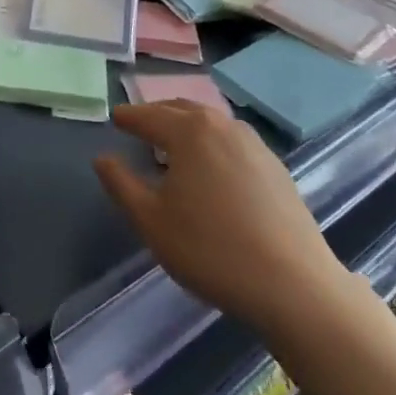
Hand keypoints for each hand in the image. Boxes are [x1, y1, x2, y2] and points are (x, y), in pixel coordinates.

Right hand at [94, 102, 359, 340]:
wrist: (292, 284)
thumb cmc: (210, 249)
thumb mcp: (151, 220)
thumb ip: (121, 184)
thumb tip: (103, 158)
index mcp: (189, 131)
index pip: (149, 116)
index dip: (129, 117)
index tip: (115, 118)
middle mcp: (222, 126)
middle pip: (182, 109)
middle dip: (157, 114)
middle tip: (140, 125)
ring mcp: (254, 144)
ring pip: (211, 123)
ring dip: (187, 126)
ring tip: (173, 145)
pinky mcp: (276, 168)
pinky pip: (233, 142)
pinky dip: (212, 143)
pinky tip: (211, 169)